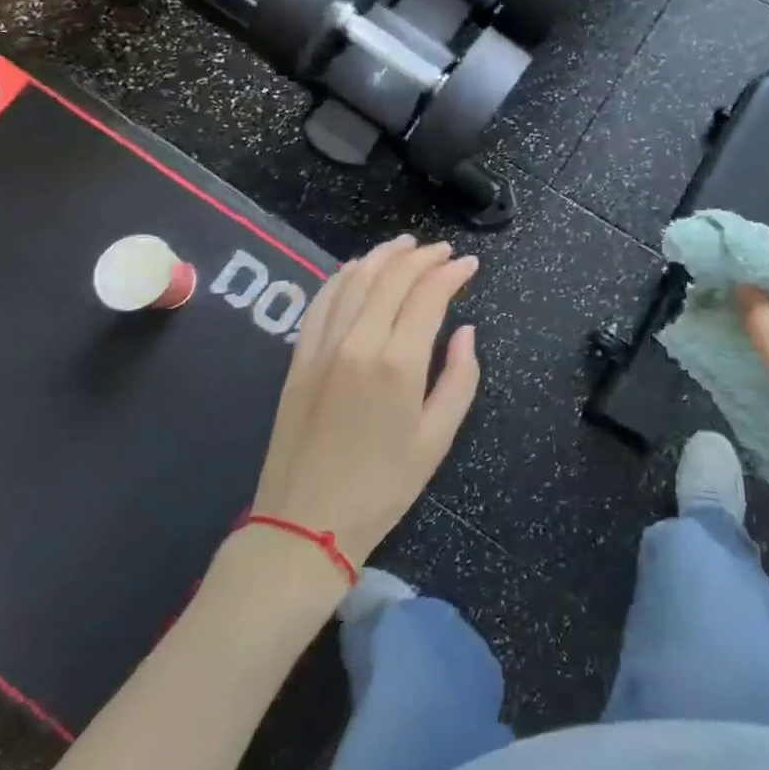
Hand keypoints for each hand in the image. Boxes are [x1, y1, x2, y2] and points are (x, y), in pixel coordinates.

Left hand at [250, 236, 479, 566]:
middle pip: (391, 277)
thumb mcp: (438, 438)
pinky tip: (357, 268)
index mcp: (398, 363)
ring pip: (354, 279)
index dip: (452, 272)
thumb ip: (460, 378)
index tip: (469, 264)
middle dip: (422, 256)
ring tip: (406, 246)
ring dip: (383, 256)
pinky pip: (322, 300)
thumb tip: (466, 331)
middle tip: (443, 251)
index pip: (429, 294)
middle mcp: (359, 342)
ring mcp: (323, 346)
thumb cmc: (383, 486)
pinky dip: (343, 276)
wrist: (305, 523)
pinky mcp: (299, 356)